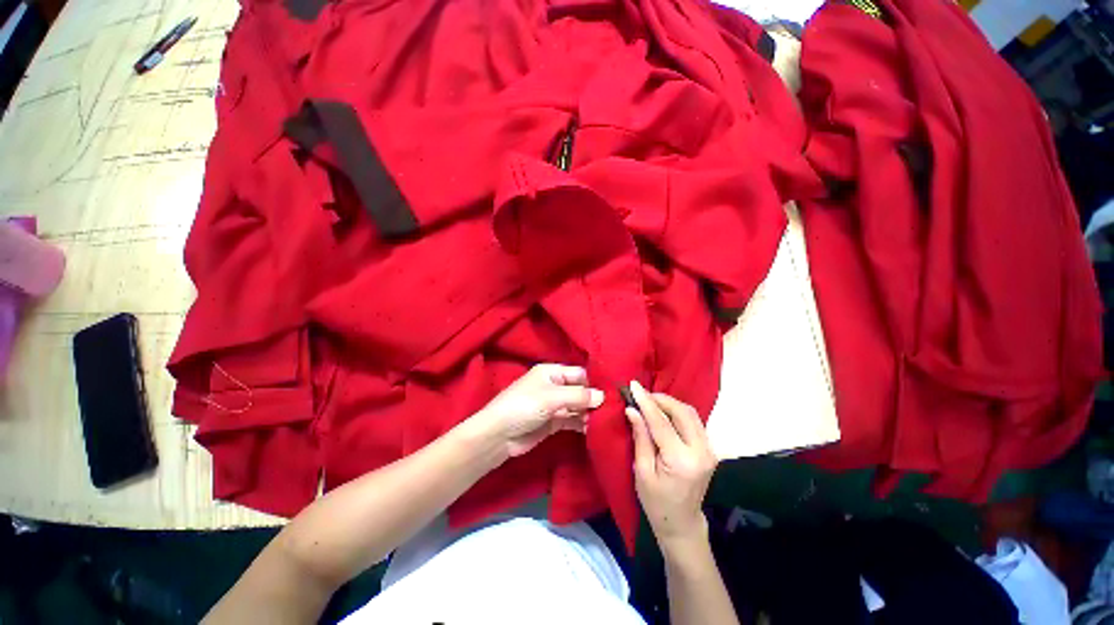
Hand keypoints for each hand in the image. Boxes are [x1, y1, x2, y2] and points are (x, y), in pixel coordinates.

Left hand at [469, 364, 603, 457]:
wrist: (499, 435)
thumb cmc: (524, 406)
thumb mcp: (551, 397)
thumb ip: (578, 396)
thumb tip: (603, 396)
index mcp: (552, 372)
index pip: (579, 374)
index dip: (594, 383)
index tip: (612, 393)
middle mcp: (555, 386)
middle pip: (580, 390)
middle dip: (594, 399)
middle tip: (612, 410)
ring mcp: (554, 405)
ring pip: (577, 406)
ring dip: (589, 413)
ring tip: (604, 421)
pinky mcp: (553, 422)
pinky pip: (572, 420)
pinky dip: (582, 423)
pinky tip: (593, 429)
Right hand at [626, 380, 717, 549]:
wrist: (682, 523)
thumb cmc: (656, 502)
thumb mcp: (642, 471)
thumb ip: (641, 438)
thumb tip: (632, 409)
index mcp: (681, 461)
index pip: (661, 422)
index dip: (646, 402)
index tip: (633, 386)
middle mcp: (701, 452)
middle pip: (682, 412)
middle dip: (660, 399)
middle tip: (641, 395)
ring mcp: (709, 450)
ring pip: (691, 413)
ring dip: (670, 403)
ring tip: (650, 402)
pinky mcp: (709, 449)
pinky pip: (694, 421)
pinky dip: (677, 412)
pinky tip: (663, 412)